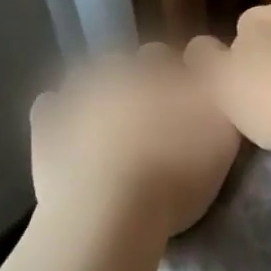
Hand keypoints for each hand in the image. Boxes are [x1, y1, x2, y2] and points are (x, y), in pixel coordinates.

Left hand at [30, 45, 240, 238]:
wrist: (106, 213)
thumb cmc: (175, 175)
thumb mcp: (224, 136)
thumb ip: (221, 98)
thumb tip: (213, 75)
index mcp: (159, 70)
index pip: (169, 57)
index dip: (175, 78)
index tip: (183, 104)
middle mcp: (117, 71)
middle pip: (127, 64)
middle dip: (136, 83)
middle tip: (148, 120)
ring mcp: (76, 94)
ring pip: (88, 79)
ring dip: (98, 95)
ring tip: (109, 131)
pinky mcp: (46, 124)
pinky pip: (52, 107)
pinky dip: (61, 117)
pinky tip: (74, 139)